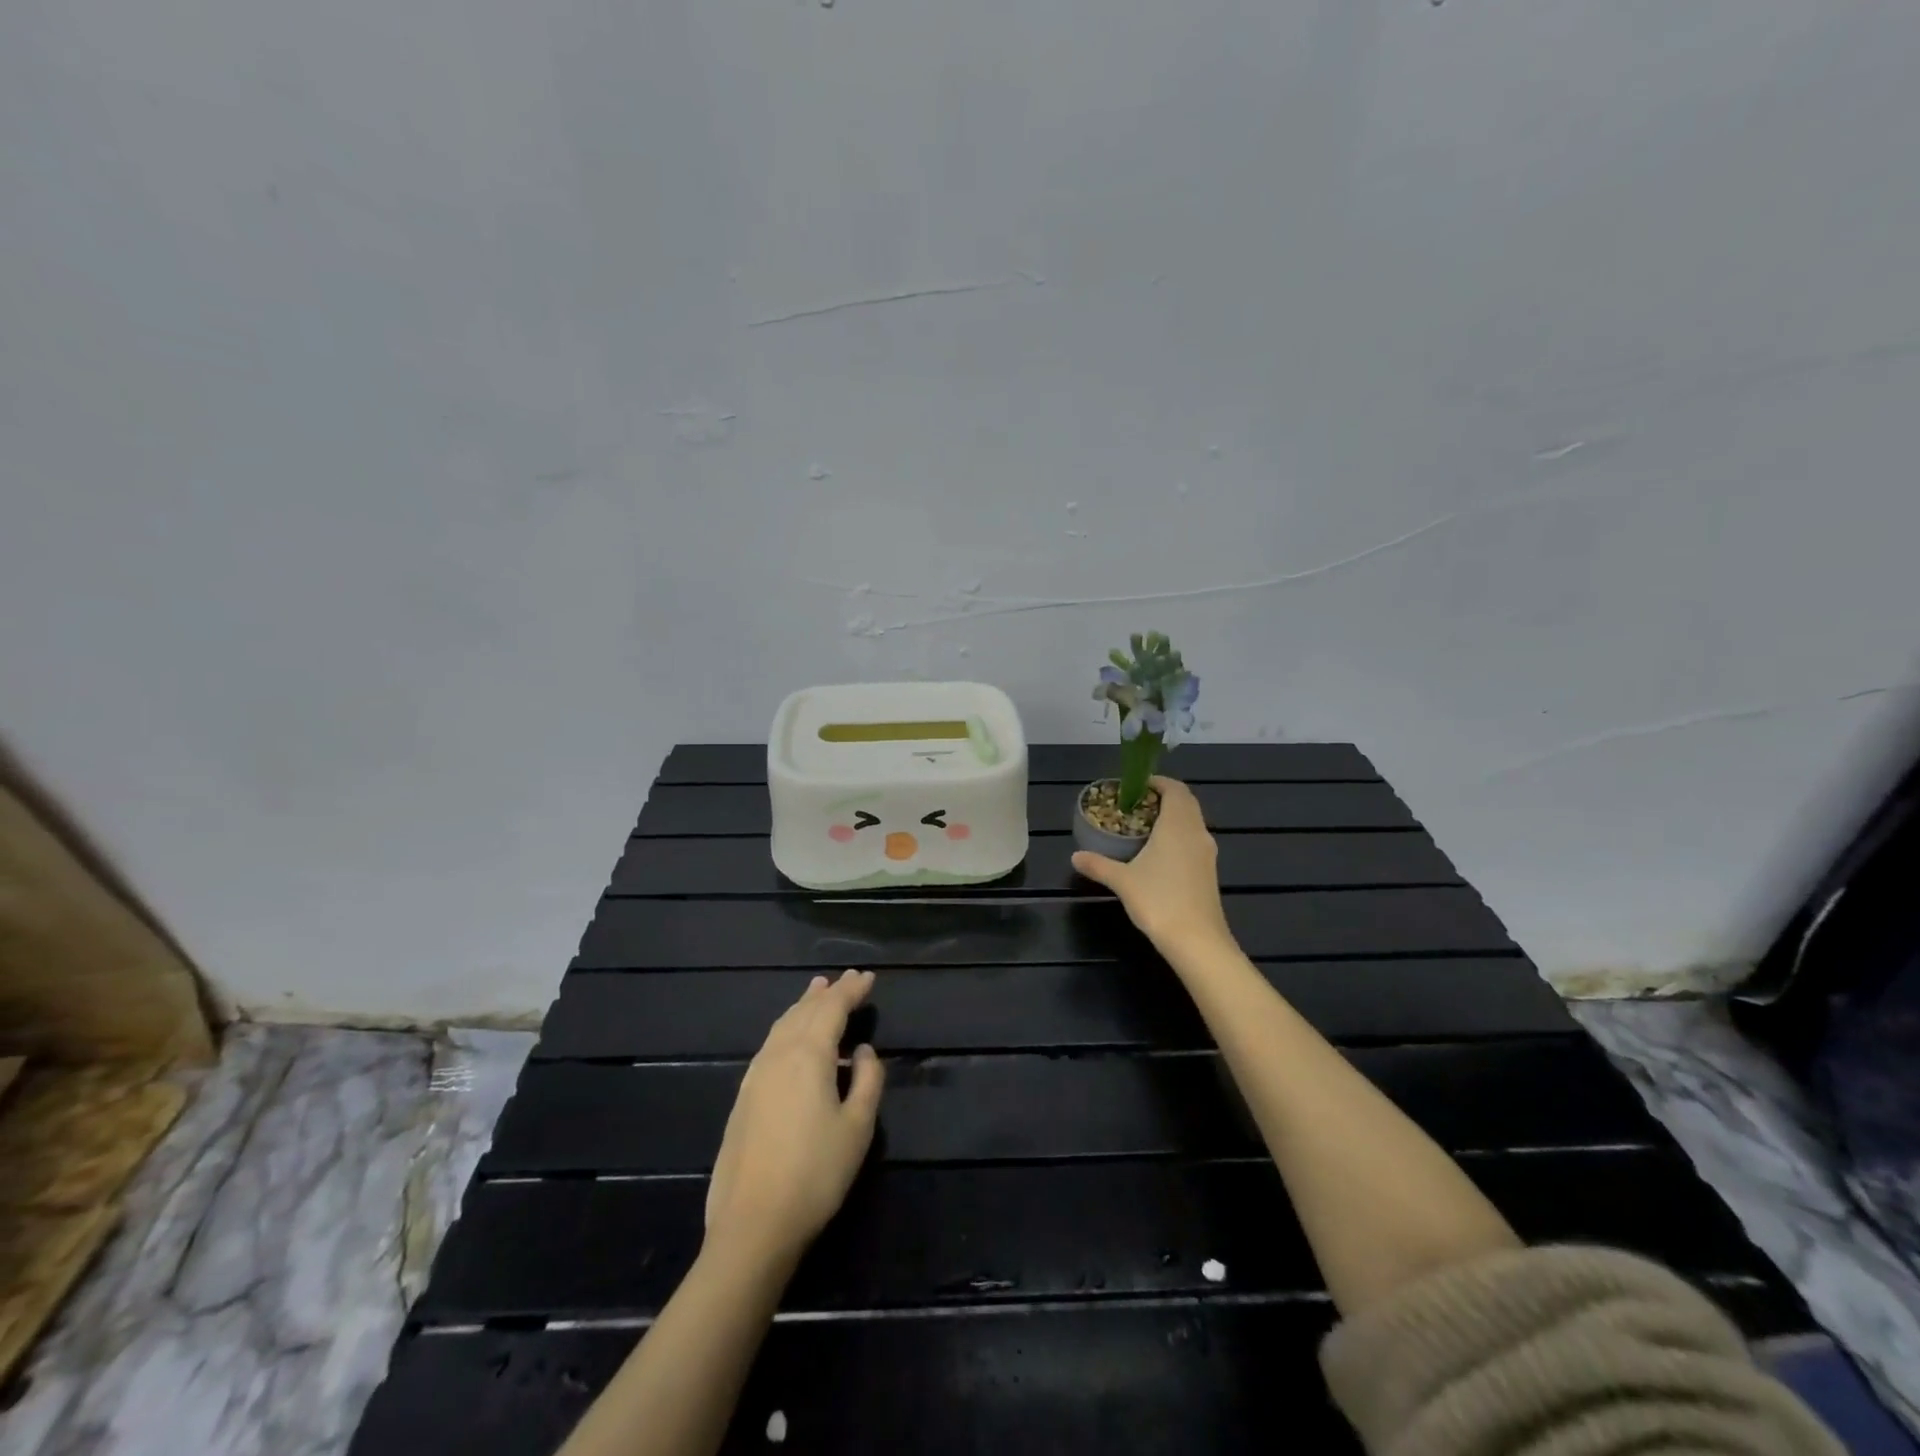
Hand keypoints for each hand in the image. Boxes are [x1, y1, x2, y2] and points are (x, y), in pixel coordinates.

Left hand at [704, 970, 885, 1266]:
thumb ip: (867, 1080)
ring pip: (782, 1025)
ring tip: (817, 992)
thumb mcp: (857, 1128)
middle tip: (846, 980)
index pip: (832, 1008)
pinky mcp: (743, 1098)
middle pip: (804, 1011)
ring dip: (803, 1006)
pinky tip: (791, 1037)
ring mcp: (755, 1076)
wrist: (753, 1225)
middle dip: (828, 993)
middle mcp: (778, 1055)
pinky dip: (787, 1028)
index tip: (868, 977)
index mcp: (808, 1055)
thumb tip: (862, 1052)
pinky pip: (770, 1044)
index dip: (851, 990)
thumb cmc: (815, 1174)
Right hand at [1072, 777, 1234, 956]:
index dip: (1157, 782)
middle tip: (1136, 805)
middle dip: (1163, 798)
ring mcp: (1206, 853)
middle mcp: (1197, 833)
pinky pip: (1194, 840)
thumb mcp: (1122, 881)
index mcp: (1178, 826)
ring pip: (1192, 822)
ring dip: (1172, 817)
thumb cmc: (1159, 901)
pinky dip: (1178, 836)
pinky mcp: (1209, 871)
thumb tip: (1075, 856)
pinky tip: (1158, 853)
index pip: (1175, 789)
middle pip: (1186, 803)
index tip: (1136, 786)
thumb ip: (1098, 865)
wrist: (1197, 941)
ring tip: (1143, 827)